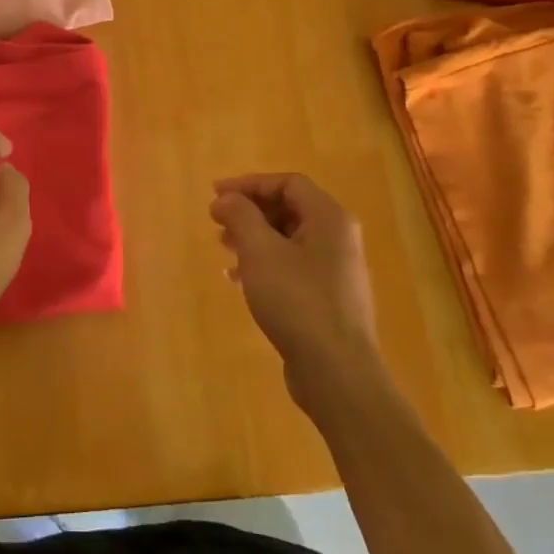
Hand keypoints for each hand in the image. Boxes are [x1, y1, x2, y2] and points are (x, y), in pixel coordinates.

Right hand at [210, 173, 386, 413]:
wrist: (336, 371)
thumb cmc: (297, 300)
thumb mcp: (260, 251)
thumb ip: (240, 216)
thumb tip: (225, 198)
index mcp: (329, 218)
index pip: (288, 183)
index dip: (249, 184)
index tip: (215, 195)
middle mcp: (338, 238)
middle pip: (289, 209)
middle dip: (250, 211)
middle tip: (217, 221)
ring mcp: (336, 270)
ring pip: (289, 239)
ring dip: (254, 237)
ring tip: (223, 248)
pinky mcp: (328, 298)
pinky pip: (292, 266)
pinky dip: (264, 264)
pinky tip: (238, 280)